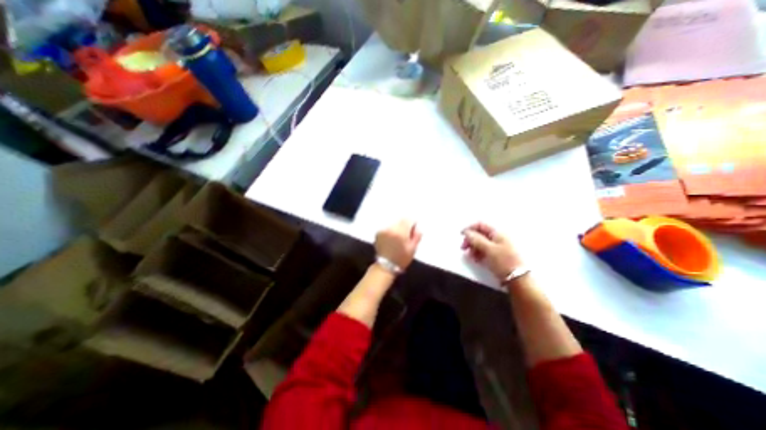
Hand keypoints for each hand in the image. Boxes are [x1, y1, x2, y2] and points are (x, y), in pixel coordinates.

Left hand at [377, 220, 424, 270]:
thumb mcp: (413, 248)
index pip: (408, 219)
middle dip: (404, 226)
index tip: (412, 230)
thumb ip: (417, 235)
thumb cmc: (401, 258)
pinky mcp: (378, 233)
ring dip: (397, 228)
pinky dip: (390, 231)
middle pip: (400, 220)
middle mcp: (391, 229)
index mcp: (401, 232)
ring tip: (397, 238)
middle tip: (405, 236)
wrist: (386, 266)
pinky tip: (391, 239)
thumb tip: (417, 227)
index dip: (412, 224)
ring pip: (393, 223)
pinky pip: (387, 227)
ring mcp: (383, 230)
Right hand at [456, 224, 524, 279]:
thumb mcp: (488, 249)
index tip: (461, 235)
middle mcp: (499, 237)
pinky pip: (485, 250)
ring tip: (470, 256)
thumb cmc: (504, 262)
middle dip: (470, 239)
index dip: (470, 228)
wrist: (519, 280)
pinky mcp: (499, 255)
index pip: (480, 224)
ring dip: (473, 247)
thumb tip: (466, 232)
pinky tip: (476, 259)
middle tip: (463, 247)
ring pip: (482, 243)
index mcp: (498, 232)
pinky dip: (479, 253)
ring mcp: (499, 246)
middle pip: (480, 233)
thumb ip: (476, 239)